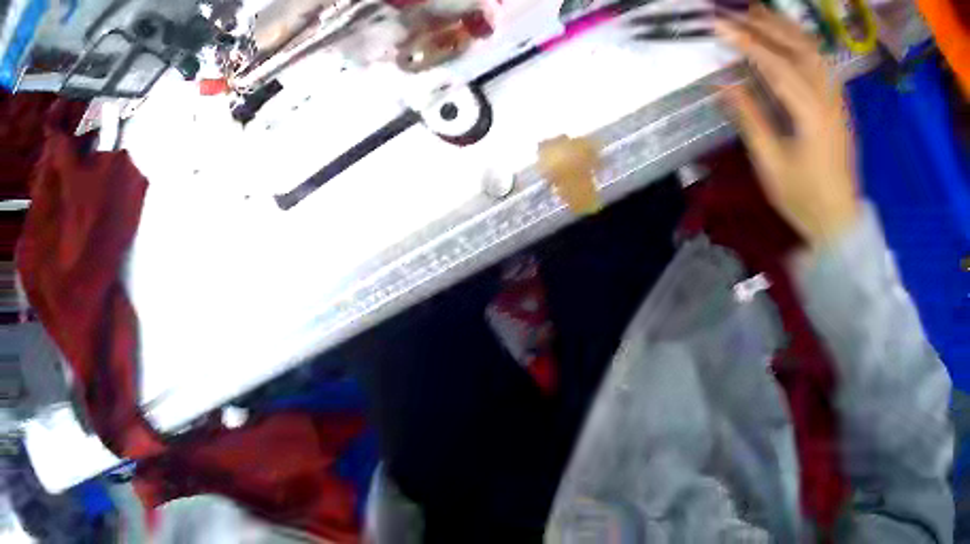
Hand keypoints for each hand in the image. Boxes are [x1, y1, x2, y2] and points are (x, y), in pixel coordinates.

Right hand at [714, 6, 860, 249]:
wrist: (840, 223)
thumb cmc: (805, 200)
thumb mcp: (772, 165)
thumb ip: (750, 119)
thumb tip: (723, 83)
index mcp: (812, 115)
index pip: (776, 65)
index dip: (746, 42)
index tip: (719, 25)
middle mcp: (829, 100)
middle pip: (799, 48)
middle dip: (767, 25)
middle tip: (738, 12)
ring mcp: (838, 102)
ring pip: (815, 52)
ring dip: (787, 28)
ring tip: (761, 15)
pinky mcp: (841, 107)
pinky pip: (825, 65)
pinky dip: (806, 44)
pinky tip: (792, 39)